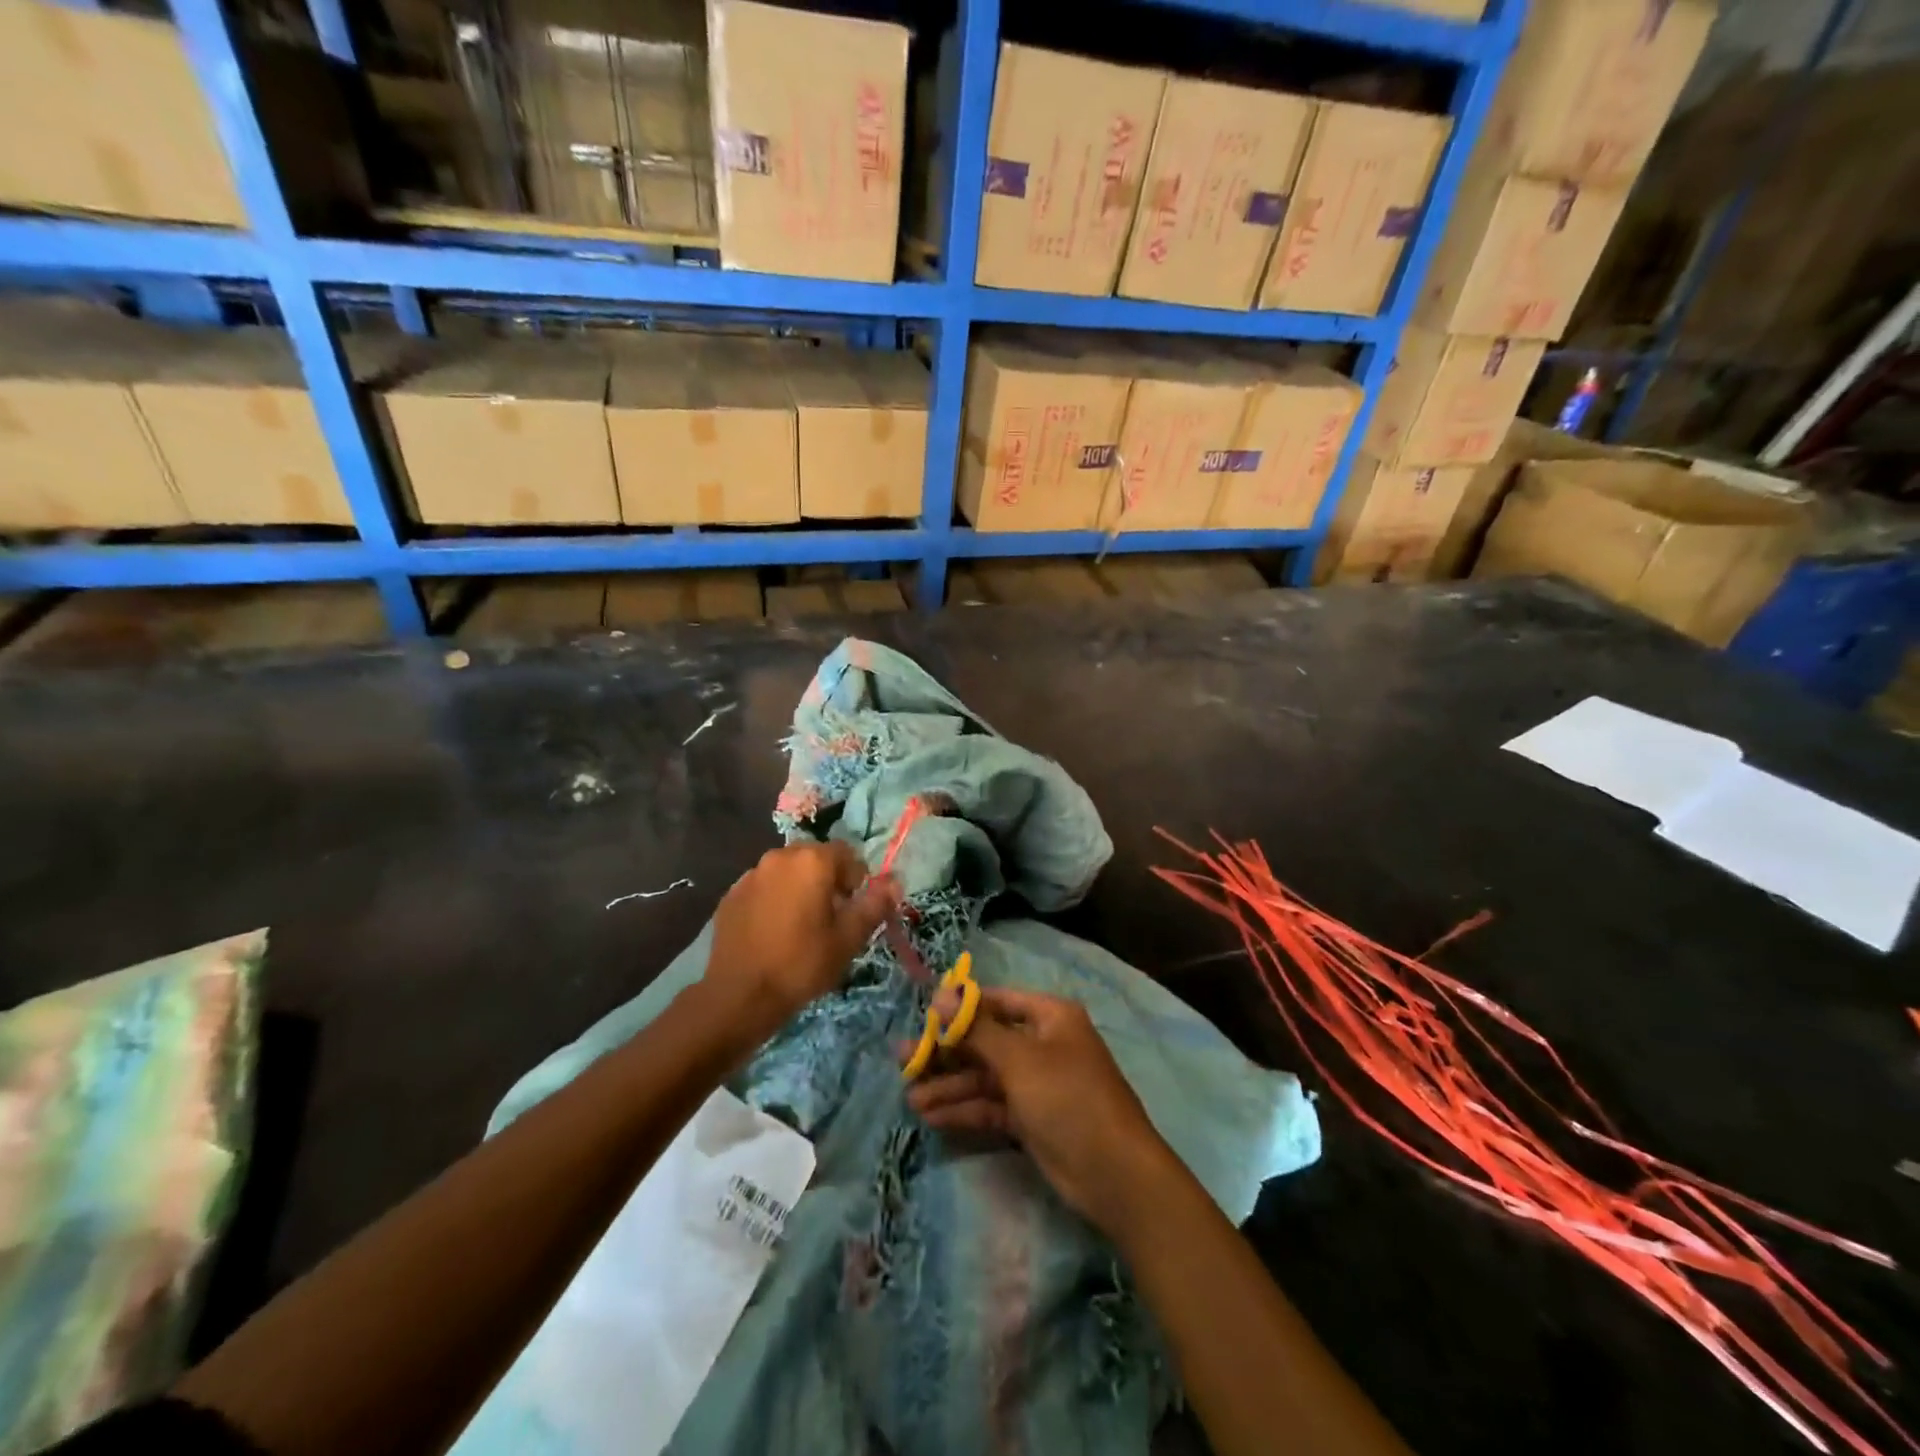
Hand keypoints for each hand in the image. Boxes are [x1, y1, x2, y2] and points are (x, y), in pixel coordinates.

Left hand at [705, 842, 891, 1033]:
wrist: (739, 995)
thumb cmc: (802, 964)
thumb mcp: (848, 938)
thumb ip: (874, 904)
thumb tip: (894, 882)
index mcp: (812, 861)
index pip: (847, 853)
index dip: (856, 879)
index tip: (852, 909)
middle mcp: (780, 856)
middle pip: (815, 858)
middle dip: (827, 880)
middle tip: (830, 918)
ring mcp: (751, 874)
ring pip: (787, 872)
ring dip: (799, 888)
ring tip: (799, 926)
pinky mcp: (731, 894)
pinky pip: (763, 887)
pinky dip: (773, 900)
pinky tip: (772, 932)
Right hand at [904, 986, 1177, 1236]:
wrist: (1114, 1174)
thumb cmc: (1068, 1098)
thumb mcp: (1020, 1059)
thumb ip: (977, 1029)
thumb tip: (941, 994)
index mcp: (1049, 1017)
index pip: (996, 1002)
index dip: (960, 1008)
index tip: (923, 1018)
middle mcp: (1042, 1044)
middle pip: (986, 1041)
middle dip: (947, 1053)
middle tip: (903, 1059)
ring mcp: (1037, 1083)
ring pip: (985, 1077)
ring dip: (951, 1086)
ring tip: (910, 1096)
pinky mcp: (1031, 1119)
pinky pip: (992, 1105)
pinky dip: (965, 1110)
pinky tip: (932, 1117)